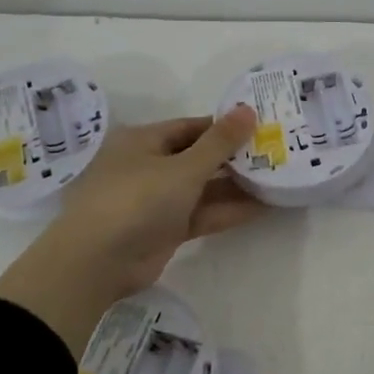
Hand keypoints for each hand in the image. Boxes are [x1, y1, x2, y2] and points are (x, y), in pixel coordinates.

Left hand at [0, 107, 265, 346]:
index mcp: (145, 141)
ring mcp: (156, 200)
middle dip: (234, 158)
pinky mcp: (165, 229)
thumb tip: (247, 109)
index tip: (260, 127)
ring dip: (235, 186)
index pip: (192, 127)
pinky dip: (226, 210)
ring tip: (277, 180)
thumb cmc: (137, 200)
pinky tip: (262, 207)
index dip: (225, 127)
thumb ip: (219, 142)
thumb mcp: (183, 167)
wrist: (95, 264)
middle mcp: (149, 166)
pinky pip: (201, 213)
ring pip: (202, 187)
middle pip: (199, 156)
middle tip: (275, 153)